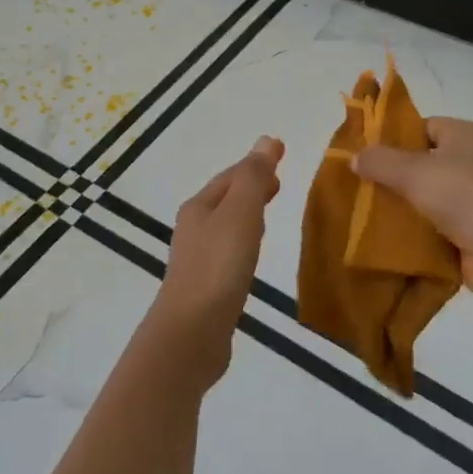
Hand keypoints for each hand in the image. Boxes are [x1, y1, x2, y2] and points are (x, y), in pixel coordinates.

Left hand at [150, 136, 284, 385]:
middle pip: (225, 198)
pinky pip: (228, 252)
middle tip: (279, 182)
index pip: (231, 176)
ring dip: (247, 214)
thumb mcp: (240, 213)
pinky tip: (252, 255)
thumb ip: (254, 177)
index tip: (281, 153)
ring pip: (226, 225)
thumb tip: (266, 139)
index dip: (256, 164)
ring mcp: (197, 259)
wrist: (191, 333)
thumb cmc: (218, 266)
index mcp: (199, 207)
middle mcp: (194, 228)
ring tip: (269, 213)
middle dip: (251, 187)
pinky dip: (244, 242)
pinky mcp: (205, 287)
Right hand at [352, 118, 472, 304]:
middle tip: (359, 183)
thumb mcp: (414, 171)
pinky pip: (433, 224)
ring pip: (425, 195)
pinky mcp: (470, 231)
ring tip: (365, 210)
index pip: (423, 126)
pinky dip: (413, 230)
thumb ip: (380, 161)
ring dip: (401, 204)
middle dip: (392, 174)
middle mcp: (472, 162)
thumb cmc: (463, 195)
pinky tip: (386, 235)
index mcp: (464, 135)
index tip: (366, 153)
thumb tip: (355, 157)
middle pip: (422, 162)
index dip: (394, 137)